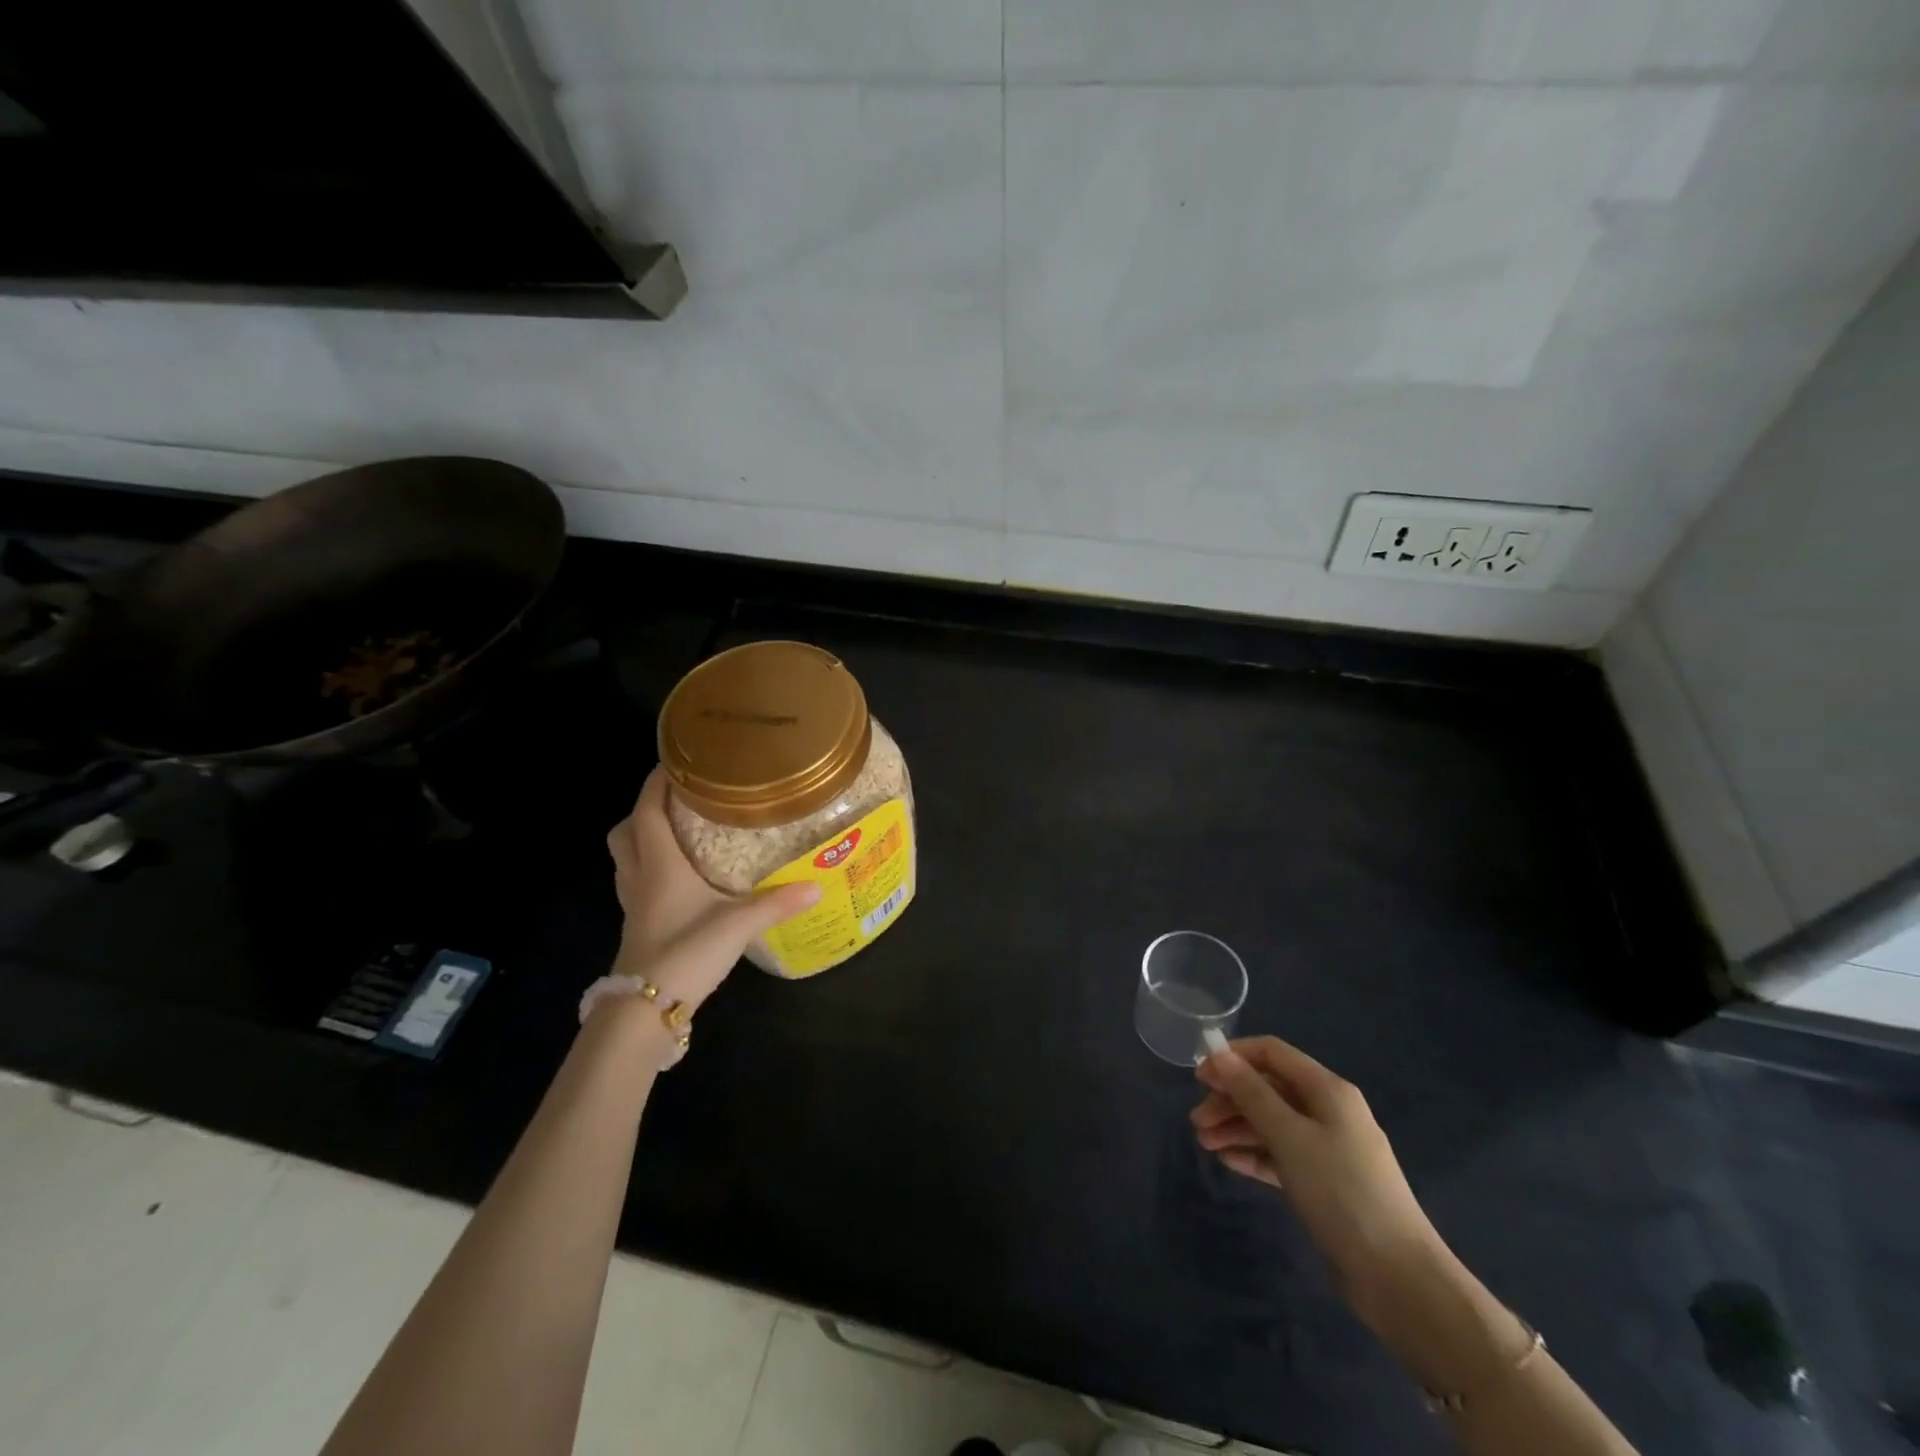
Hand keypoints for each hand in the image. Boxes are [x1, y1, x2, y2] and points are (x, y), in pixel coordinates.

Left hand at [605, 767, 818, 1010]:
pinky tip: (680, 880)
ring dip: (644, 838)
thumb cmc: (686, 953)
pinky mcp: (638, 926)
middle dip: (645, 809)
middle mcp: (641, 877)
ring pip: (626, 858)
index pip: (648, 811)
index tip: (675, 761)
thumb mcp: (739, 925)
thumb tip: (818, 884)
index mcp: (660, 865)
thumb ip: (778, 903)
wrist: (644, 1010)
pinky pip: (636, 883)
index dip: (656, 783)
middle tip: (679, 800)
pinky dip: (651, 870)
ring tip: (680, 832)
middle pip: (626, 831)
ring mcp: (634, 904)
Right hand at [1193, 1037, 1441, 1321]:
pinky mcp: (1324, 1182)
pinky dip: (1254, 1153)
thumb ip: (1252, 1093)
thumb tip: (1220, 1054)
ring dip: (1236, 1128)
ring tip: (1205, 1145)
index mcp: (1327, 1090)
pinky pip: (1281, 1154)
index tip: (1199, 1077)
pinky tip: (1228, 1160)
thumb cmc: (1341, 1191)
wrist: (1397, 1276)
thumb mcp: (1289, 1136)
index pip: (1272, 1053)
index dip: (1233, 1057)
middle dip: (1230, 1099)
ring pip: (1272, 1123)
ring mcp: (1328, 1148)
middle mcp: (1328, 1111)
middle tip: (1197, 1121)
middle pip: (1269, 1089)